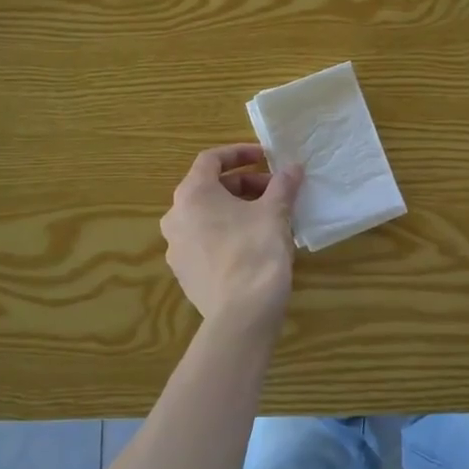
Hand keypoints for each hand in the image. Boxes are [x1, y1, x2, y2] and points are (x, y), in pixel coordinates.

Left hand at [160, 144, 303, 326]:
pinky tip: (253, 245)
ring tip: (267, 217)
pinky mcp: (184, 273)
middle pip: (209, 188)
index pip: (211, 160)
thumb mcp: (275, 212)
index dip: (239, 153)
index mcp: (192, 194)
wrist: (241, 314)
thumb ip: (282, 185)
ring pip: (206, 216)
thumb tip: (293, 167)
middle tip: (275, 191)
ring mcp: (176, 247)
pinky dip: (226, 233)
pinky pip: (204, 241)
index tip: (265, 157)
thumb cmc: (256, 251)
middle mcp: (175, 217)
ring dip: (236, 209)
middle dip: (243, 185)